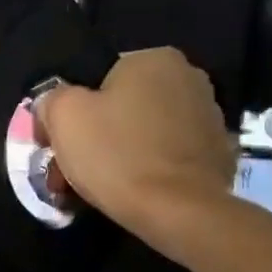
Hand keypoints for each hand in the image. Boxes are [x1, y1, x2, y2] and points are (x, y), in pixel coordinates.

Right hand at [34, 48, 237, 237]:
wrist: (178, 212)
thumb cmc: (116, 154)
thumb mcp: (62, 115)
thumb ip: (52, 98)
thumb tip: (53, 107)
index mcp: (155, 59)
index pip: (97, 79)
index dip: (70, 112)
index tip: (56, 143)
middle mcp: (190, 78)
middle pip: (122, 105)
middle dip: (95, 134)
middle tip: (72, 168)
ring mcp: (211, 118)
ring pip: (145, 132)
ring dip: (120, 152)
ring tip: (97, 186)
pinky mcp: (219, 155)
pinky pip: (168, 156)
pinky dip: (149, 169)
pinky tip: (132, 192)